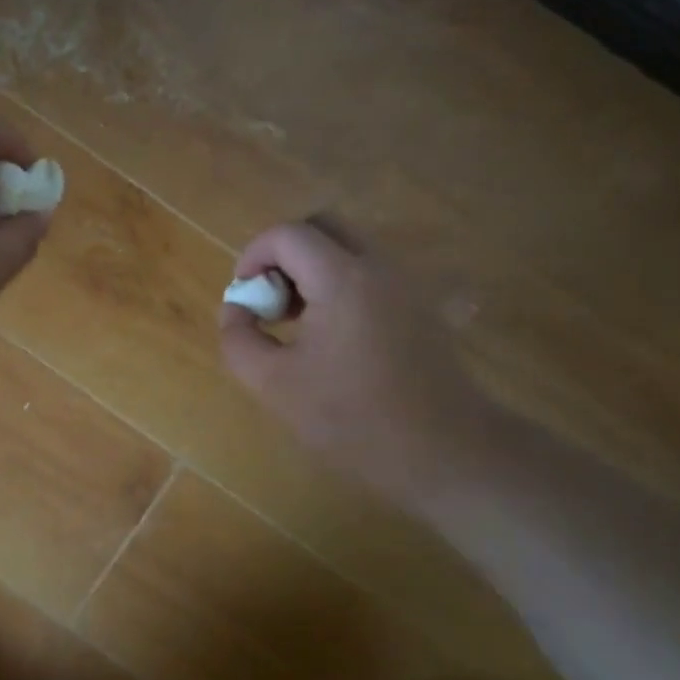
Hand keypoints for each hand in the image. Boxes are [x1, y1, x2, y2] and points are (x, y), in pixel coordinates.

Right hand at [217, 219, 494, 504]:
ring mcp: (408, 285)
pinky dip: (342, 286)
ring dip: (314, 270)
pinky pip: (373, 275)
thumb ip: (239, 339)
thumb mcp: (273, 384)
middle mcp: (380, 267)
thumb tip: (236, 309)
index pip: (288, 234)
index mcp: (342, 278)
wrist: (443, 452)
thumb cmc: (352, 419)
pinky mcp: (423, 307)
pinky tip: (334, 336)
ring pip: (351, 248)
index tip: (244, 295)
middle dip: (285, 254)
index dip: (253, 256)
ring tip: (298, 322)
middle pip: (324, 227)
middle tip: (271, 300)